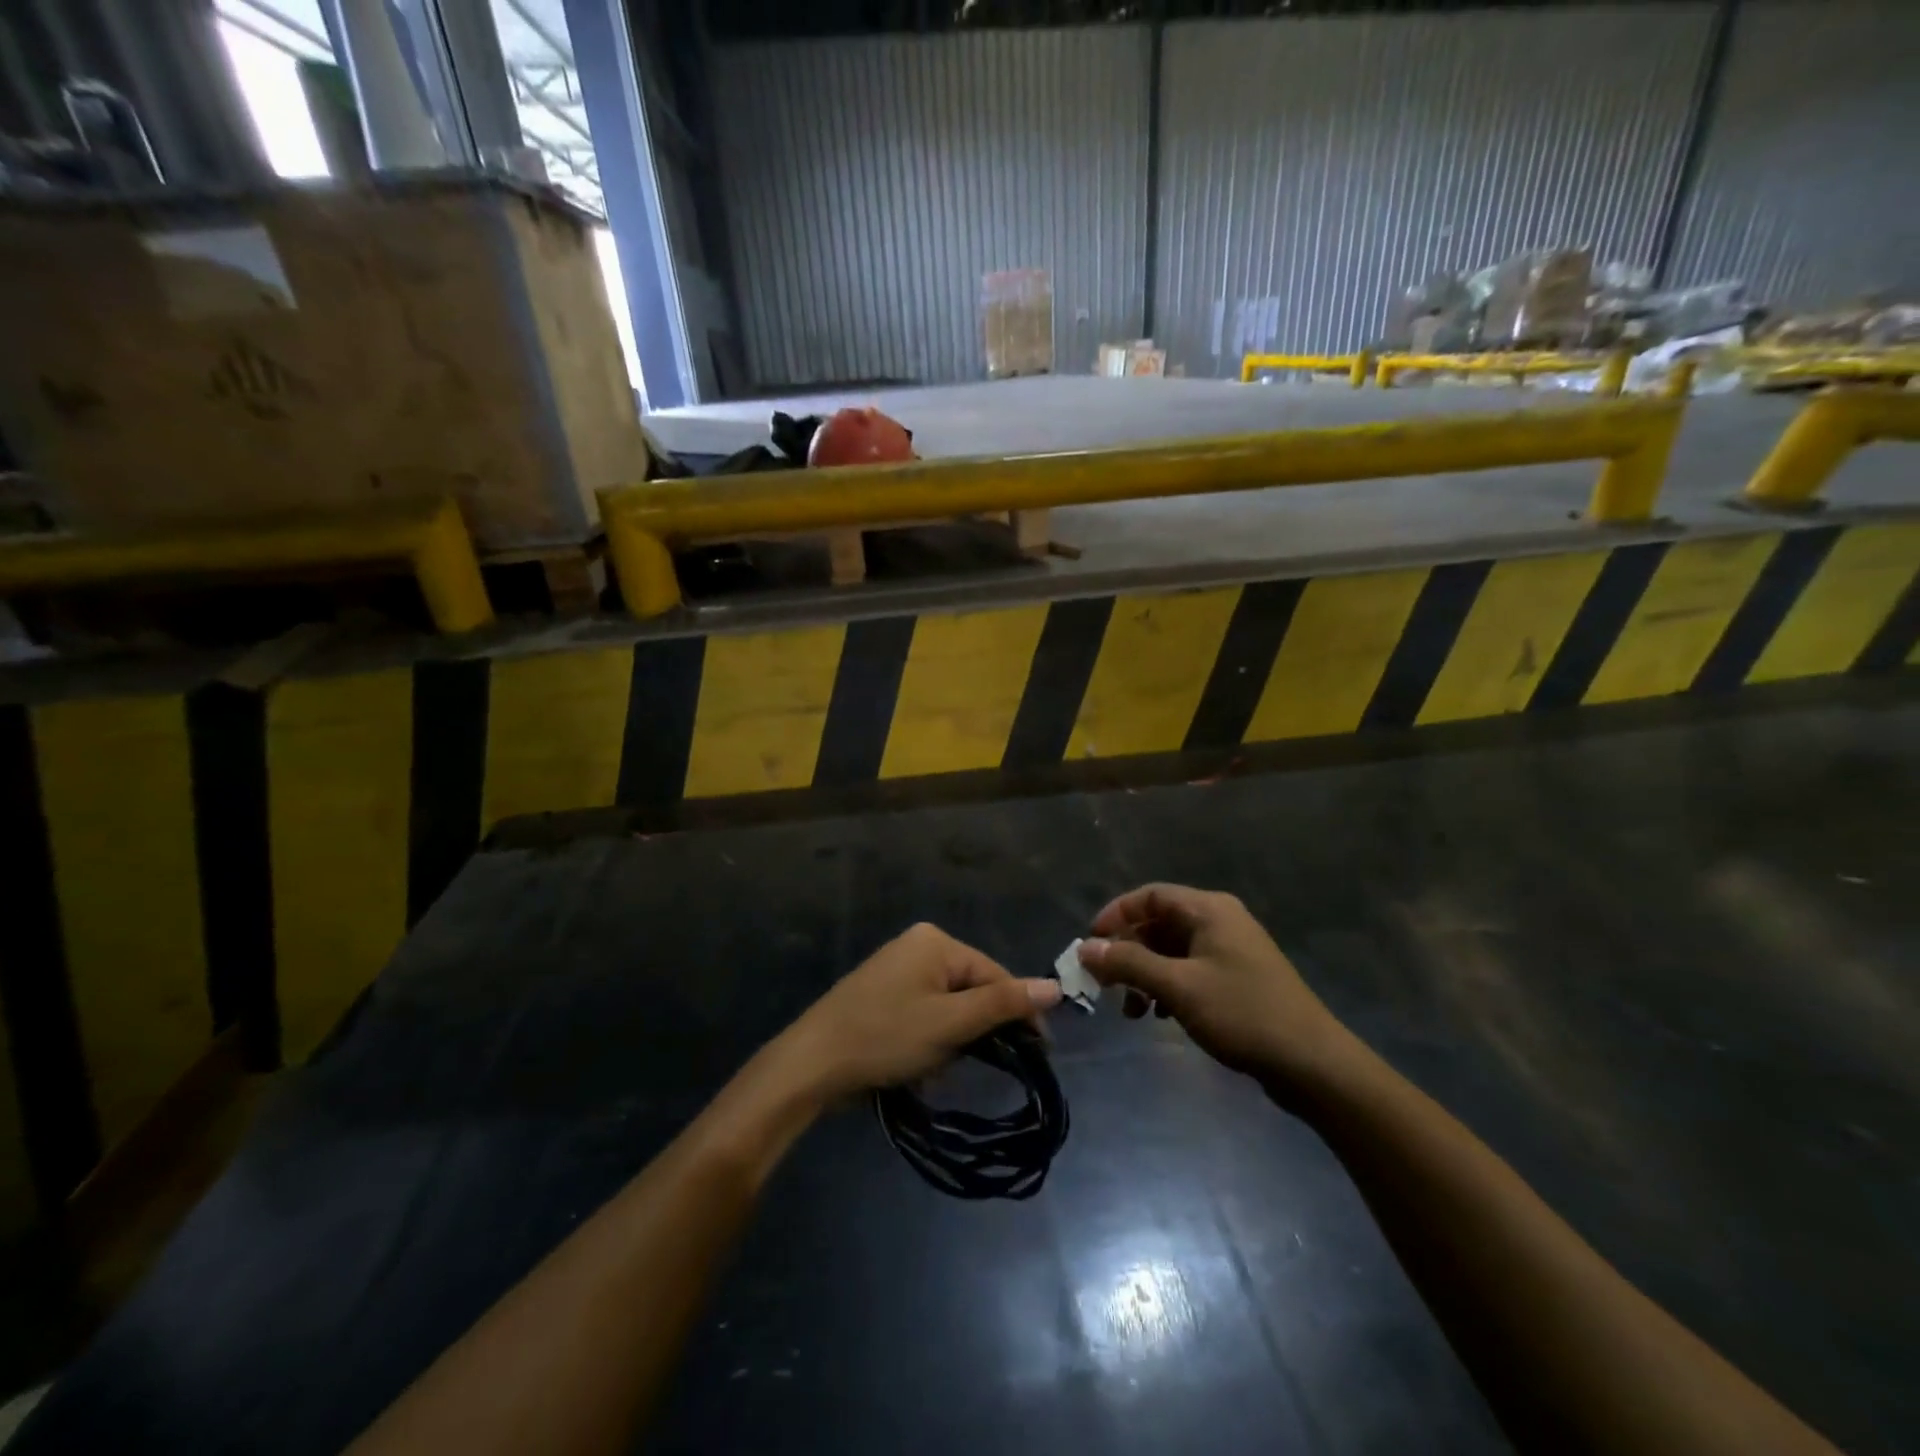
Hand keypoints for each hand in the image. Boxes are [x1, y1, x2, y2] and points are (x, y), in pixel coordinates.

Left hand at [781, 923, 1061, 1101]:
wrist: (811, 1063)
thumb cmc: (885, 1037)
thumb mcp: (950, 1023)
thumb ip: (1003, 1004)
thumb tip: (1055, 986)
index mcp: (936, 941)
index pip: (995, 974)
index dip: (1019, 1013)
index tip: (1039, 1053)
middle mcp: (918, 945)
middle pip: (972, 988)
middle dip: (976, 1031)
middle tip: (969, 1064)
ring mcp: (898, 968)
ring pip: (950, 1005)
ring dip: (952, 1040)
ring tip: (935, 1068)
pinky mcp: (883, 993)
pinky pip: (926, 1012)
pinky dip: (931, 1039)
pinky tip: (917, 1065)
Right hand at [1078, 884, 1354, 1090]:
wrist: (1312, 1063)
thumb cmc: (1242, 1013)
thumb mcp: (1178, 986)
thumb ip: (1129, 963)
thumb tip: (1085, 947)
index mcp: (1209, 910)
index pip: (1150, 896)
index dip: (1116, 914)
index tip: (1090, 943)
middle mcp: (1220, 921)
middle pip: (1159, 923)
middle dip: (1128, 951)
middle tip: (1104, 982)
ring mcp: (1231, 950)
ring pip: (1172, 951)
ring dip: (1145, 974)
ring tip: (1131, 1010)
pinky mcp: (1238, 978)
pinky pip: (1190, 970)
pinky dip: (1168, 987)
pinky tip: (1160, 1017)